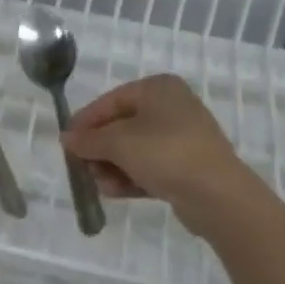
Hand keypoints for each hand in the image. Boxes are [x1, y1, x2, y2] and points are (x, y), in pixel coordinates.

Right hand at [63, 75, 268, 235]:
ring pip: (135, 149)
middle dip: (99, 149)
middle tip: (81, 166)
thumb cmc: (165, 153)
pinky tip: (113, 192)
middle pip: (122, 126)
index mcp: (158, 88)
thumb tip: (66, 138)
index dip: (86, 121)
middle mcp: (172, 107)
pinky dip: (130, 177)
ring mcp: (182, 138)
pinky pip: (150, 167)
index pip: (111, 101)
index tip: (66, 142)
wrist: (218, 195)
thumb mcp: (118, 143)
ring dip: (112, 166)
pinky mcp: (187, 167)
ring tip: (98, 185)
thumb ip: (89, 140)